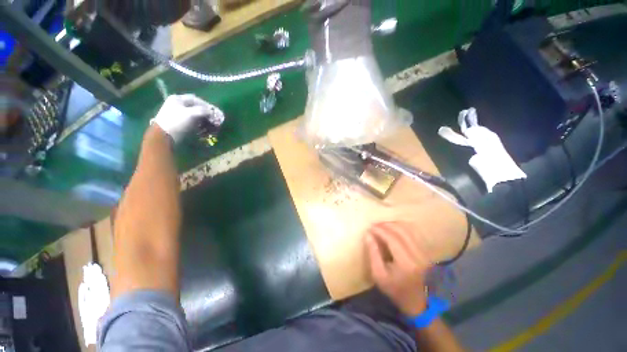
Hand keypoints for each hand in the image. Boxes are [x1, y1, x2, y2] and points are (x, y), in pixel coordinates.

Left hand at [150, 94, 223, 143]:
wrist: (164, 136)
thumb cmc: (177, 122)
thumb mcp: (191, 114)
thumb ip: (204, 111)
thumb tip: (213, 112)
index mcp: (178, 99)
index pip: (196, 100)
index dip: (208, 106)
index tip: (216, 113)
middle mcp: (178, 105)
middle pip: (198, 109)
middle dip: (208, 115)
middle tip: (216, 121)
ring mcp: (179, 115)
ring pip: (197, 117)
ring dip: (206, 122)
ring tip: (213, 128)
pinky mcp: (181, 125)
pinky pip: (195, 124)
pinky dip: (202, 127)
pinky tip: (206, 132)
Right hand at [365, 222, 431, 315]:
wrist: (417, 302)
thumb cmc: (395, 290)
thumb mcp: (378, 275)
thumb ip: (373, 253)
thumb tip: (368, 235)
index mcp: (405, 262)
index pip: (392, 238)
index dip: (380, 230)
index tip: (370, 228)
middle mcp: (417, 255)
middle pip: (401, 231)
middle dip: (386, 225)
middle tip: (375, 225)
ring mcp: (423, 253)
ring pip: (408, 230)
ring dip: (394, 225)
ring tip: (382, 226)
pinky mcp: (425, 252)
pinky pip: (413, 234)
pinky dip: (401, 228)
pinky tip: (393, 229)